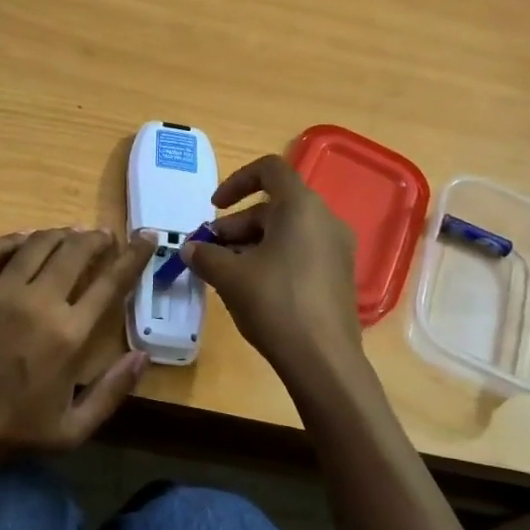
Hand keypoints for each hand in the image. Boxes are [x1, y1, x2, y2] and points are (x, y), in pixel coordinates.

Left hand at [0, 228, 156, 462]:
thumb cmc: (14, 431)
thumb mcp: (74, 428)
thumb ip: (112, 391)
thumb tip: (143, 356)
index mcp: (69, 334)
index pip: (111, 281)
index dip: (133, 254)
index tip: (146, 237)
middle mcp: (37, 302)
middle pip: (74, 251)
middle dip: (95, 238)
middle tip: (103, 237)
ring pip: (36, 244)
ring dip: (59, 234)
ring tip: (70, 234)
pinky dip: (12, 239)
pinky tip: (23, 239)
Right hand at [183, 155, 363, 380]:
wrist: (323, 359)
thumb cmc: (274, 303)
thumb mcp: (230, 276)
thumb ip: (205, 255)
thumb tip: (190, 248)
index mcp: (301, 207)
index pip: (269, 170)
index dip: (236, 181)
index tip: (214, 207)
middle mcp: (325, 220)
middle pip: (273, 207)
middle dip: (235, 226)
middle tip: (209, 252)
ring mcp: (337, 249)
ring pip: (286, 233)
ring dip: (251, 245)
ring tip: (224, 273)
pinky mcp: (339, 276)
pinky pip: (301, 253)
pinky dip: (273, 260)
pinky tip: (251, 289)